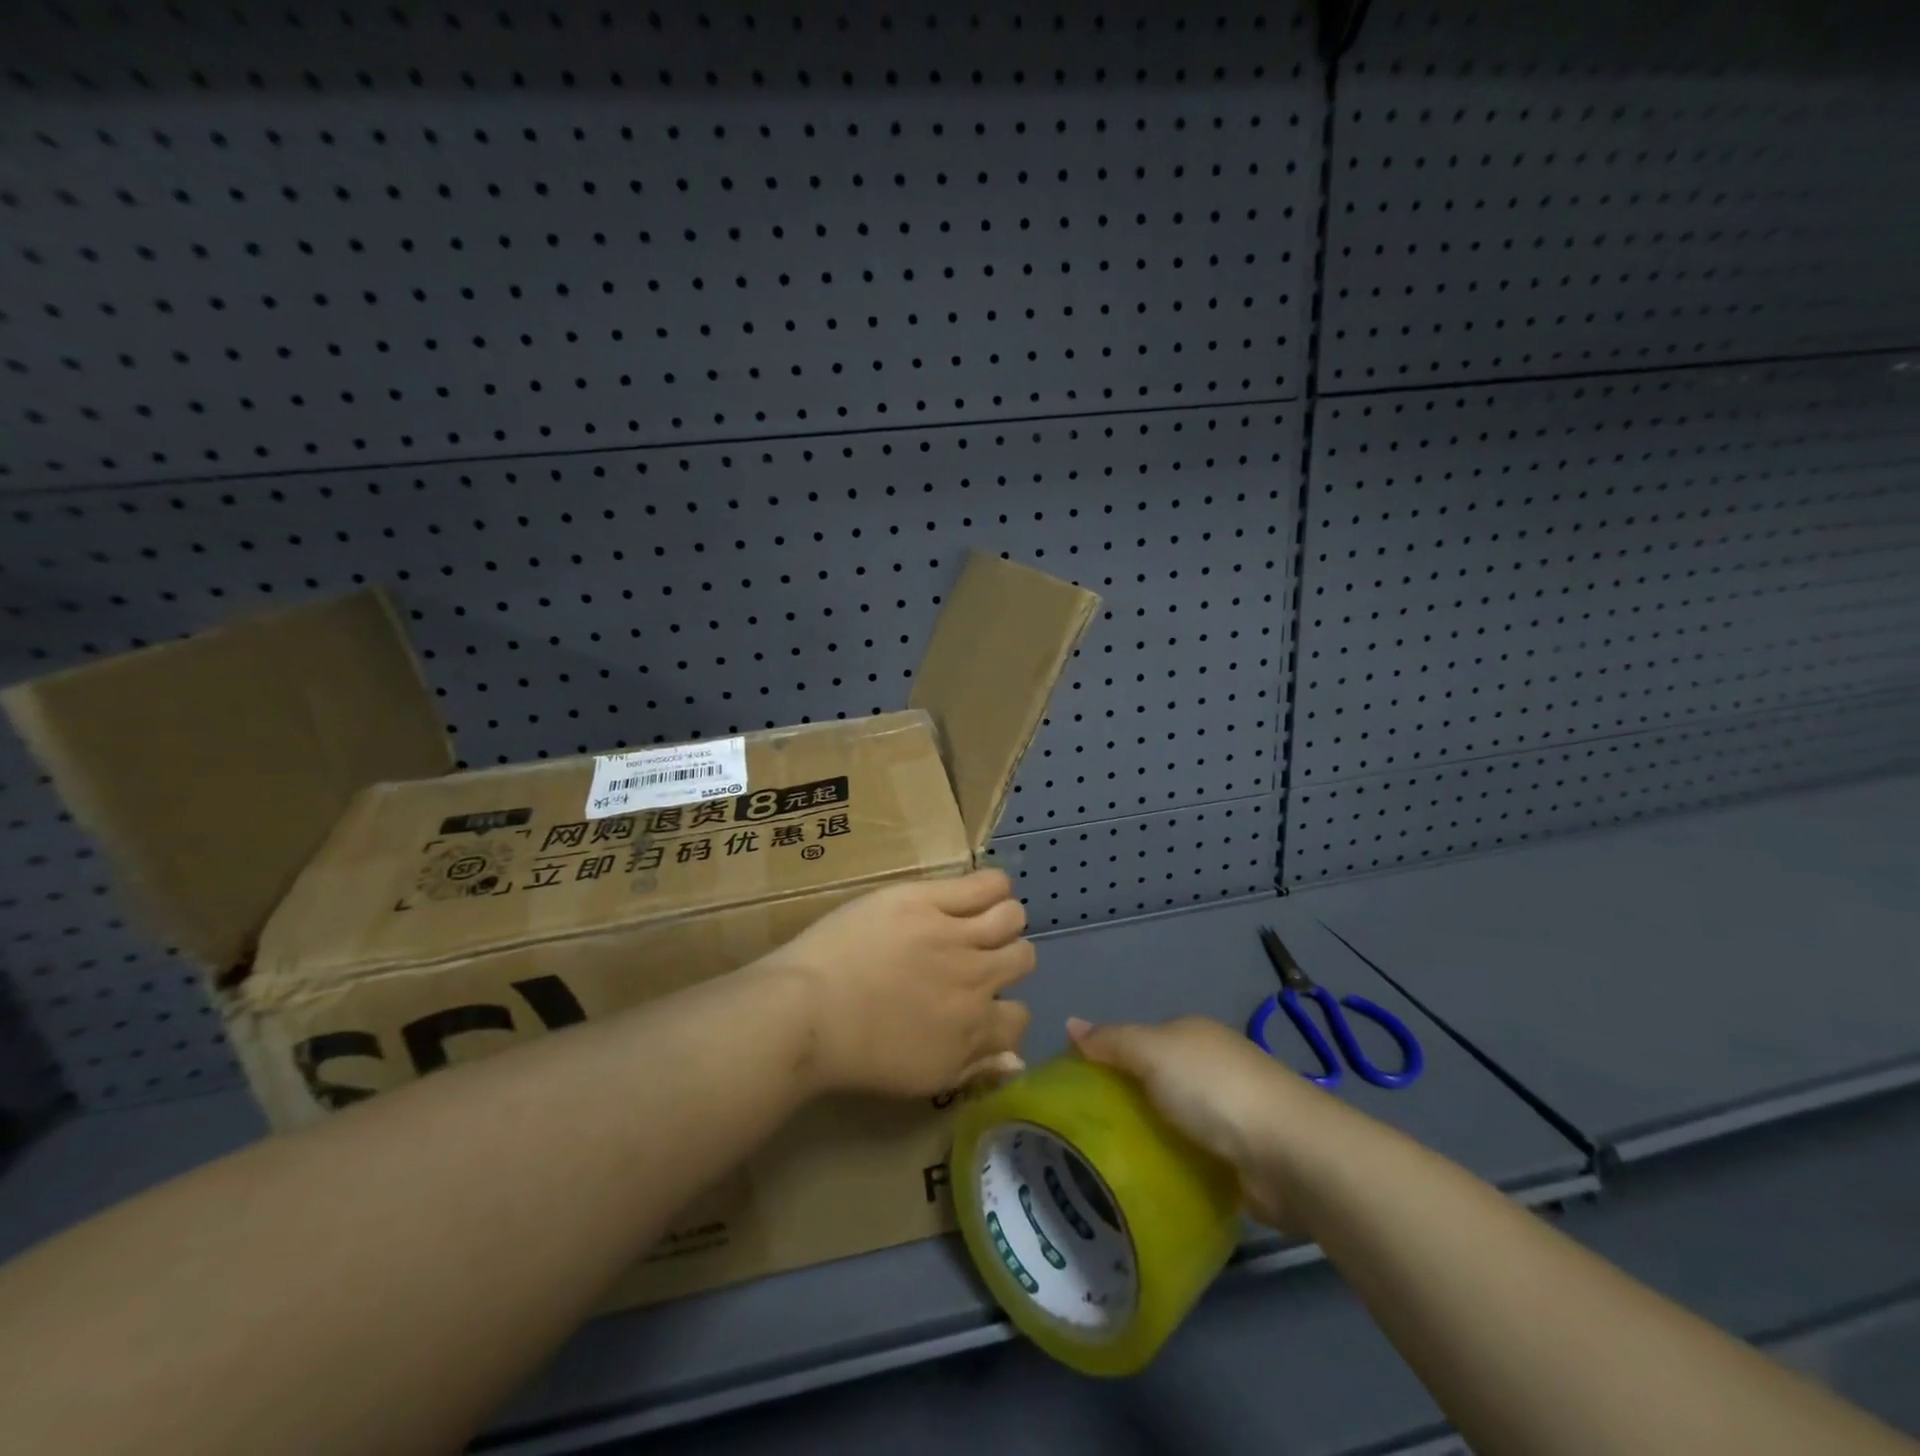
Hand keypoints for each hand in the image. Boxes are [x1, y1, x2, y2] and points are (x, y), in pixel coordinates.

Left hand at [771, 869, 1035, 1097]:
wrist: (806, 1013)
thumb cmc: (853, 1053)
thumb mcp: (922, 1078)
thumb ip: (974, 1067)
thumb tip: (1016, 1059)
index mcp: (974, 1030)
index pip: (1020, 1017)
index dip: (1003, 1009)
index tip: (979, 1002)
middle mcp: (977, 981)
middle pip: (1023, 957)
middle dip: (1005, 959)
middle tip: (974, 956)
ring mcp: (956, 936)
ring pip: (1011, 917)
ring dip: (1002, 920)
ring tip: (976, 920)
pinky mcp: (930, 900)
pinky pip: (988, 884)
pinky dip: (992, 886)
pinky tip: (977, 892)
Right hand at [1067, 1015, 1312, 1229]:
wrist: (1290, 1153)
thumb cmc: (1213, 1089)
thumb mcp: (1152, 1053)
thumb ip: (1112, 1041)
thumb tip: (1070, 1023)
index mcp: (1191, 1034)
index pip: (1137, 1040)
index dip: (1106, 1057)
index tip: (1075, 1087)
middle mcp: (1210, 1066)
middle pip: (1155, 1080)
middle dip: (1126, 1100)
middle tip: (1086, 1130)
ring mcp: (1229, 1112)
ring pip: (1173, 1119)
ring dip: (1150, 1135)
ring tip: (1107, 1161)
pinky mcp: (1240, 1156)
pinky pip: (1193, 1155)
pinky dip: (1174, 1164)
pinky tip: (1149, 1181)